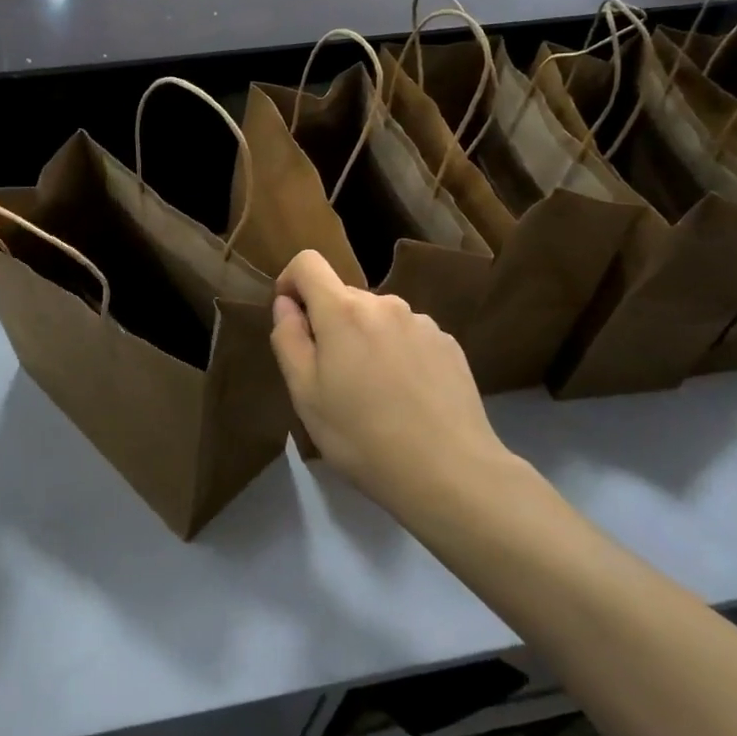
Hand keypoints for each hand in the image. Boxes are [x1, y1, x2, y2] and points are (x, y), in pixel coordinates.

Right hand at [270, 250, 512, 508]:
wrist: (450, 473)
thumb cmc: (362, 436)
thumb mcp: (305, 394)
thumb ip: (288, 338)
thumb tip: (286, 304)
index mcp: (343, 311)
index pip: (308, 262)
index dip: (290, 281)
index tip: (290, 317)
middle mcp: (385, 303)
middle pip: (343, 296)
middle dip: (330, 324)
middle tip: (332, 378)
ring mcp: (422, 322)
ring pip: (378, 318)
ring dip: (366, 339)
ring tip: (374, 393)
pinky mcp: (449, 344)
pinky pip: (409, 336)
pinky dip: (397, 353)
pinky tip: (407, 397)